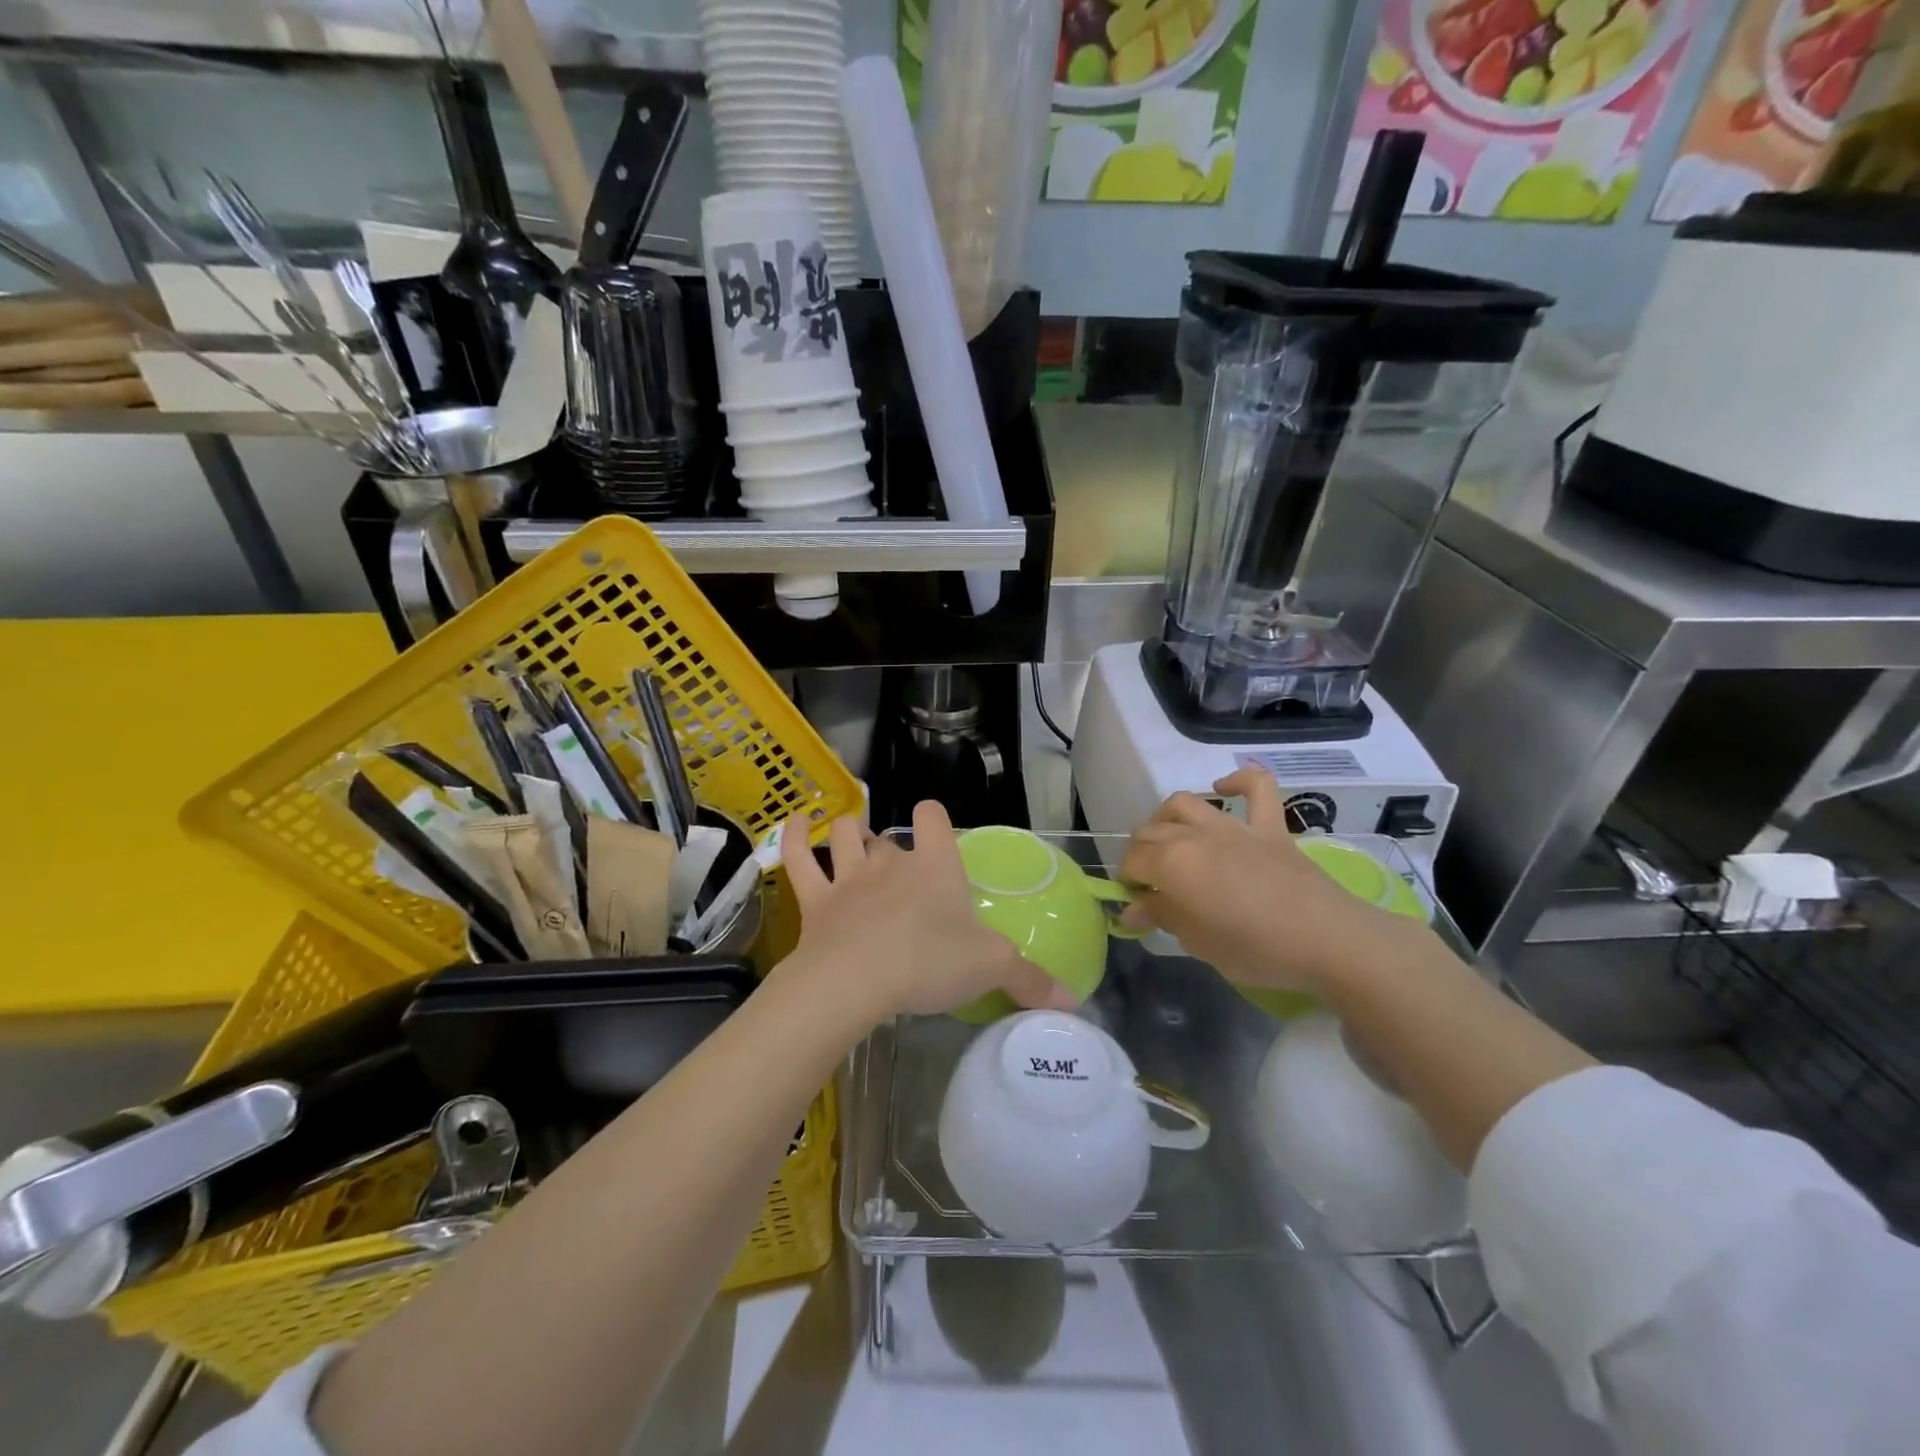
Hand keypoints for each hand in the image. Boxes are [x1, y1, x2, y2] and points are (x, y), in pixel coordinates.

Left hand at [779, 801, 1074, 1023]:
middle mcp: (891, 861)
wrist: (855, 980)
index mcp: (936, 866)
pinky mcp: (815, 900)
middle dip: (892, 846)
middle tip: (900, 871)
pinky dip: (793, 837)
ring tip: (851, 834)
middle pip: (889, 836)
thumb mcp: (990, 969)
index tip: (938, 836)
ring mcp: (849, 877)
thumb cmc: (928, 962)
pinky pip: (798, 859)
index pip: (934, 817)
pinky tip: (794, 823)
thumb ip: (1030, 980)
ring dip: (846, 831)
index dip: (935, 819)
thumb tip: (1074, 1001)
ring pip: (844, 836)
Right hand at [1118, 768, 1420, 994]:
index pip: (1132, 862)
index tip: (1135, 903)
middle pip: (1150, 831)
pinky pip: (1256, 787)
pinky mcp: (1270, 827)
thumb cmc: (1254, 948)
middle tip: (1150, 882)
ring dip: (1167, 818)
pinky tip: (1224, 789)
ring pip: (1185, 803)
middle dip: (1140, 854)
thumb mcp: (1197, 943)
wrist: (1326, 939)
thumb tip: (1133, 909)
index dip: (1127, 882)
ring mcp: (1234, 827)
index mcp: (1171, 863)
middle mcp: (1194, 834)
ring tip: (1171, 840)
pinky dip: (1238, 781)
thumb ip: (1162, 917)